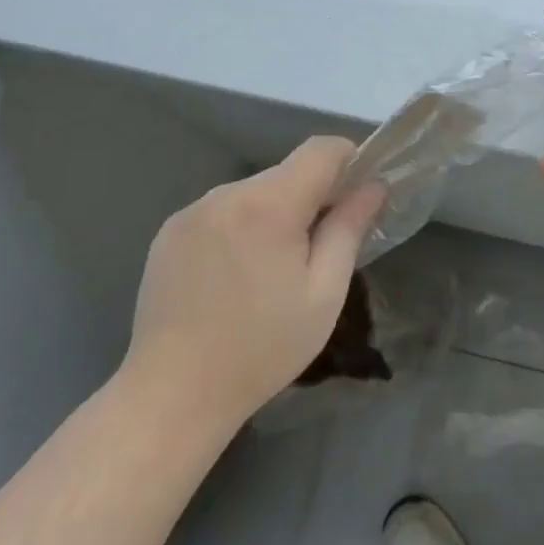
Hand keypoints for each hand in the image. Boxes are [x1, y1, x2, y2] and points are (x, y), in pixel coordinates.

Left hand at [119, 137, 385, 426]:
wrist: (171, 395)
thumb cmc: (261, 348)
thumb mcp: (324, 294)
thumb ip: (350, 229)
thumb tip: (374, 186)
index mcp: (269, 205)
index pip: (321, 149)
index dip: (349, 161)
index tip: (357, 197)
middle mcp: (227, 193)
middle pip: (287, 171)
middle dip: (311, 197)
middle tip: (318, 249)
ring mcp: (192, 210)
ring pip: (255, 191)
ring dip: (274, 213)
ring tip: (270, 270)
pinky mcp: (169, 230)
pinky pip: (222, 210)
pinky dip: (240, 226)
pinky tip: (233, 275)